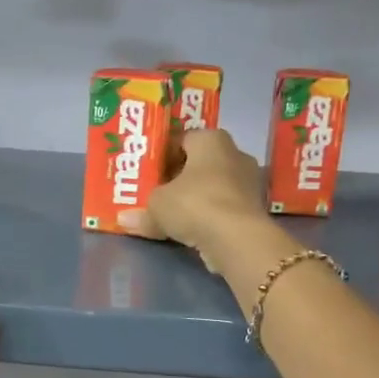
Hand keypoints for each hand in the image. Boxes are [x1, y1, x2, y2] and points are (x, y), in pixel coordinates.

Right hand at [117, 129, 267, 263]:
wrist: (237, 238)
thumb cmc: (194, 204)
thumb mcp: (156, 206)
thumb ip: (141, 210)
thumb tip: (123, 218)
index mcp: (211, 139)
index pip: (182, 139)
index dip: (162, 155)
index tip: (147, 172)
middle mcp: (235, 153)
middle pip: (200, 163)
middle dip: (179, 177)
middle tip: (157, 192)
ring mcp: (249, 181)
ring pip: (213, 185)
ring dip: (196, 197)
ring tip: (173, 213)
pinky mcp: (255, 208)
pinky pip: (224, 206)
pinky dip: (210, 215)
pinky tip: (193, 228)